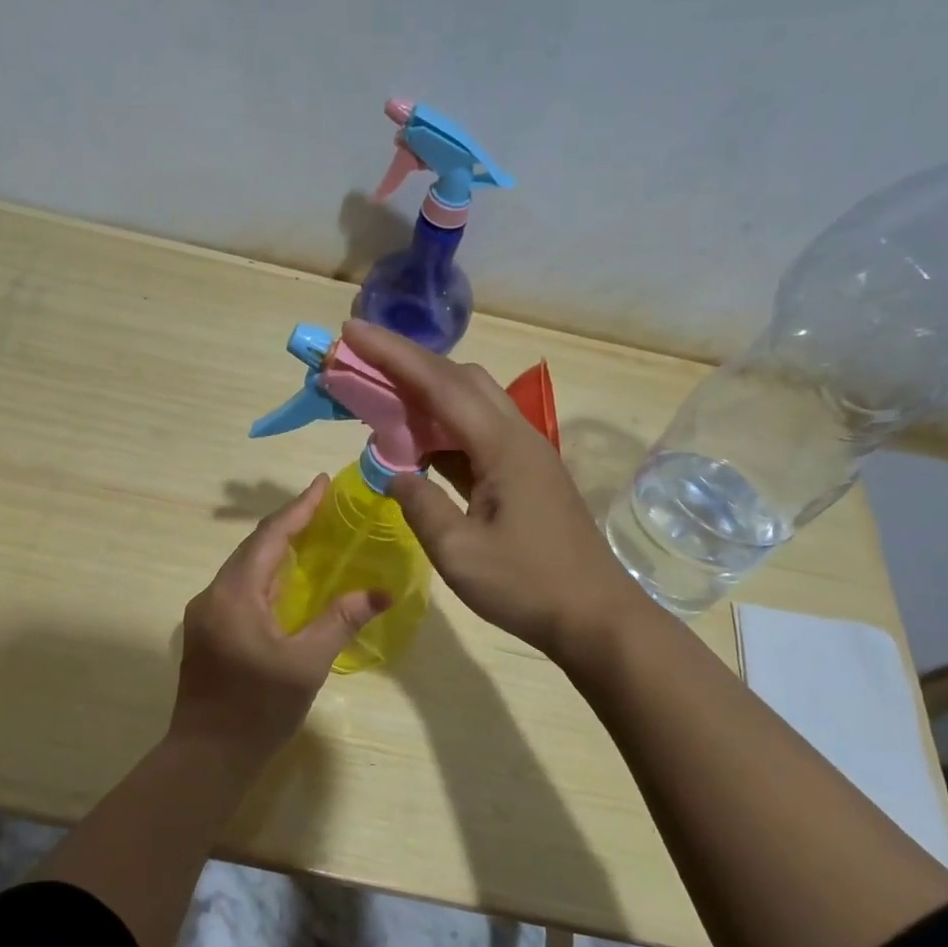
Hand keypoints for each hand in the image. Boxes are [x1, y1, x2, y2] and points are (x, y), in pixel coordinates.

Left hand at [171, 476, 388, 753]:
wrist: (206, 758)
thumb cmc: (258, 710)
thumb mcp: (307, 664)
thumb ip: (340, 620)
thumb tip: (380, 592)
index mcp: (235, 595)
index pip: (270, 537)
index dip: (299, 508)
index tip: (323, 482)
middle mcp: (214, 595)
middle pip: (254, 547)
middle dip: (289, 524)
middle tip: (324, 506)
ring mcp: (206, 614)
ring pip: (245, 568)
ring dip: (277, 549)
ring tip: (312, 535)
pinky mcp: (207, 632)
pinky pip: (241, 589)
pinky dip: (268, 575)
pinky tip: (288, 582)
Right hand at [341, 319, 641, 659]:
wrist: (595, 616)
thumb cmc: (527, 586)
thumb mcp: (459, 553)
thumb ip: (420, 505)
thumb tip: (397, 474)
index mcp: (502, 446)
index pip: (439, 384)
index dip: (392, 355)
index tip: (352, 331)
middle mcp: (516, 436)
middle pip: (460, 379)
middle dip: (408, 364)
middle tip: (362, 364)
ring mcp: (525, 454)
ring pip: (471, 403)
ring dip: (426, 395)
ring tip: (382, 400)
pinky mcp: (526, 474)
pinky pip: (477, 434)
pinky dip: (443, 429)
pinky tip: (418, 445)